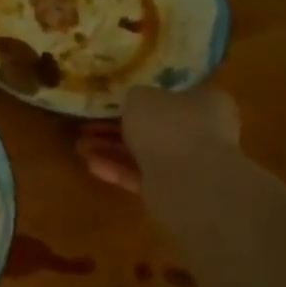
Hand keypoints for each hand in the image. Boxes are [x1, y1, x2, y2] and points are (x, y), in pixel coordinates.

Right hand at [76, 86, 240, 190]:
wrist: (188, 181)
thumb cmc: (168, 125)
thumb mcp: (140, 96)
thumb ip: (134, 96)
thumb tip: (133, 101)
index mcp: (205, 102)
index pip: (173, 95)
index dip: (142, 96)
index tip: (114, 99)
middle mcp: (203, 132)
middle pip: (154, 126)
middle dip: (117, 126)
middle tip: (88, 125)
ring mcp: (190, 164)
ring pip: (144, 152)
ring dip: (111, 148)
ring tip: (79, 145)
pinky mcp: (175, 190)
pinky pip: (141, 175)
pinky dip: (117, 169)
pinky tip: (90, 164)